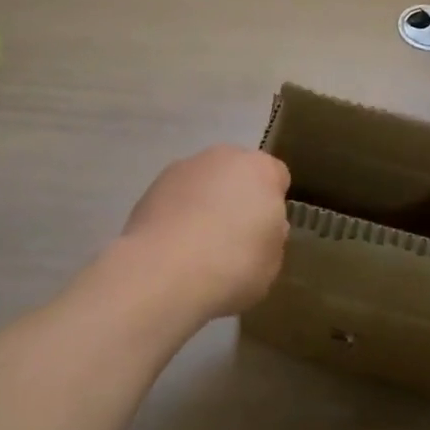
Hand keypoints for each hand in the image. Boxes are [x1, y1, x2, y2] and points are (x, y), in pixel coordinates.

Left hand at [119, 145, 291, 320]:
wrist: (165, 271)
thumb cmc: (233, 265)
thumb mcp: (272, 261)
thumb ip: (271, 236)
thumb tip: (263, 228)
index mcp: (261, 170)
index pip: (277, 177)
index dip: (272, 204)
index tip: (264, 232)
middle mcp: (223, 157)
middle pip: (237, 173)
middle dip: (237, 197)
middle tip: (234, 237)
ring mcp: (184, 168)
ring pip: (204, 183)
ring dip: (204, 203)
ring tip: (198, 246)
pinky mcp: (152, 186)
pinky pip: (176, 198)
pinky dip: (177, 214)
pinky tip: (173, 247)